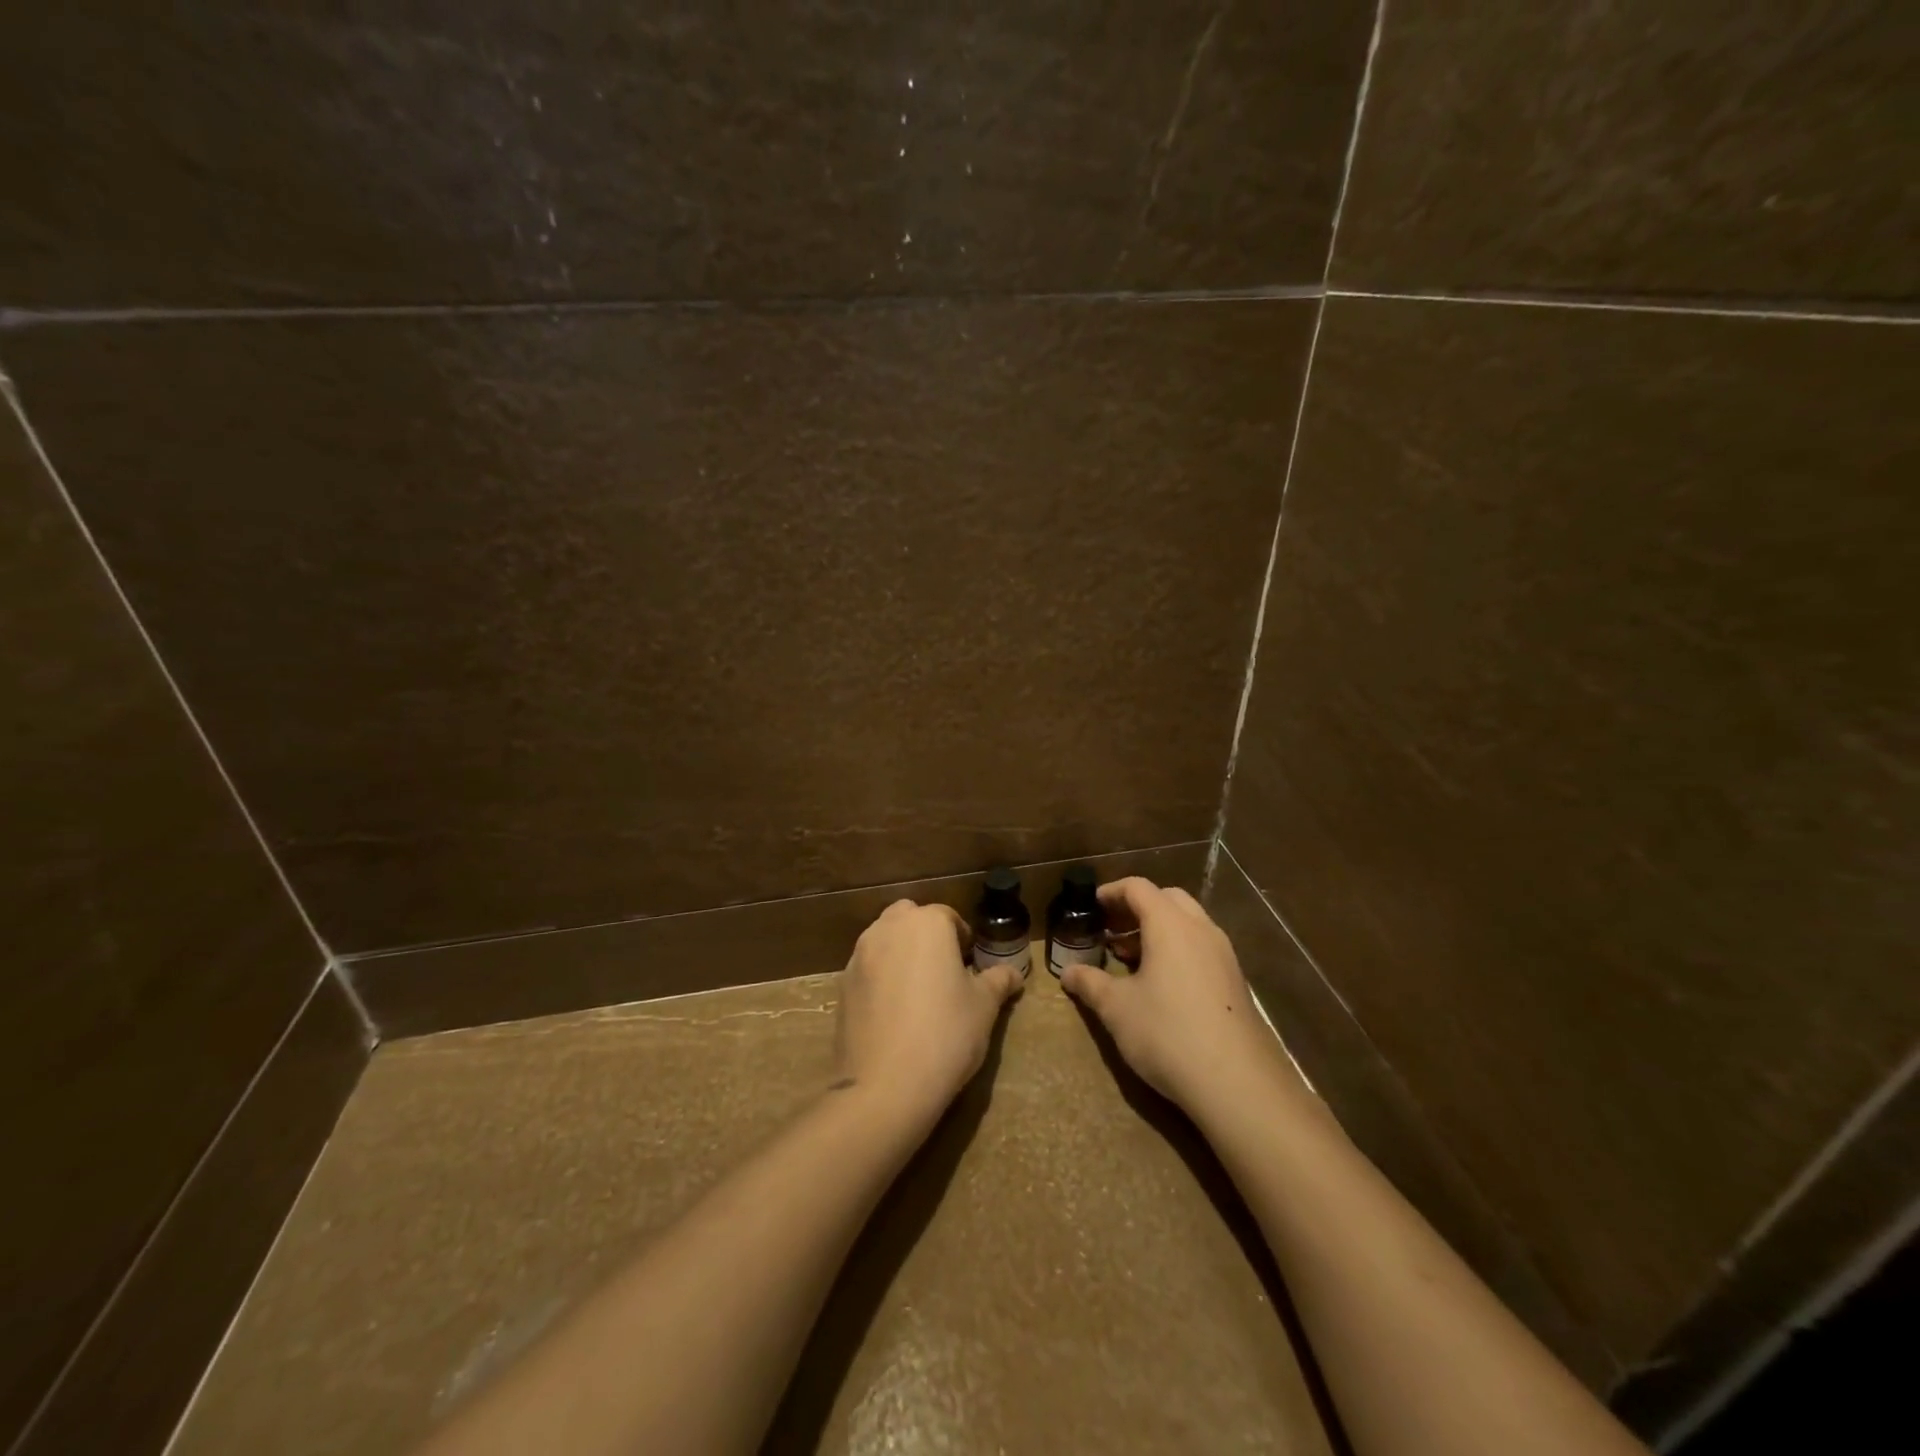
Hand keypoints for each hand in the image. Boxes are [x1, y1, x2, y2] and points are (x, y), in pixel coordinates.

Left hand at [835, 899, 1022, 1126]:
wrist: (885, 1085)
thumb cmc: (946, 1034)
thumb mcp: (984, 1007)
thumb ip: (998, 981)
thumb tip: (1014, 974)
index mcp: (926, 924)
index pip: (948, 916)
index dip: (962, 938)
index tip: (970, 965)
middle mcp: (888, 929)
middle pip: (909, 917)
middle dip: (925, 935)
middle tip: (943, 970)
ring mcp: (859, 955)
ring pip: (884, 939)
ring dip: (900, 952)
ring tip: (918, 991)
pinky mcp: (842, 985)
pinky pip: (867, 968)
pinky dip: (880, 977)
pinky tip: (893, 1012)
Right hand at [1059, 878, 1276, 1111]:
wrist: (1237, 1083)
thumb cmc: (1167, 1033)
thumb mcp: (1117, 1009)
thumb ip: (1090, 984)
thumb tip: (1067, 973)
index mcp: (1170, 924)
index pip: (1138, 888)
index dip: (1111, 892)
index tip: (1090, 907)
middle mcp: (1201, 929)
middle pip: (1167, 898)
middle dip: (1136, 908)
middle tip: (1110, 930)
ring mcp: (1224, 955)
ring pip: (1188, 923)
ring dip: (1157, 930)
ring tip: (1130, 958)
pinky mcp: (1235, 982)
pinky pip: (1201, 948)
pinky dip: (1177, 950)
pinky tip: (1160, 985)